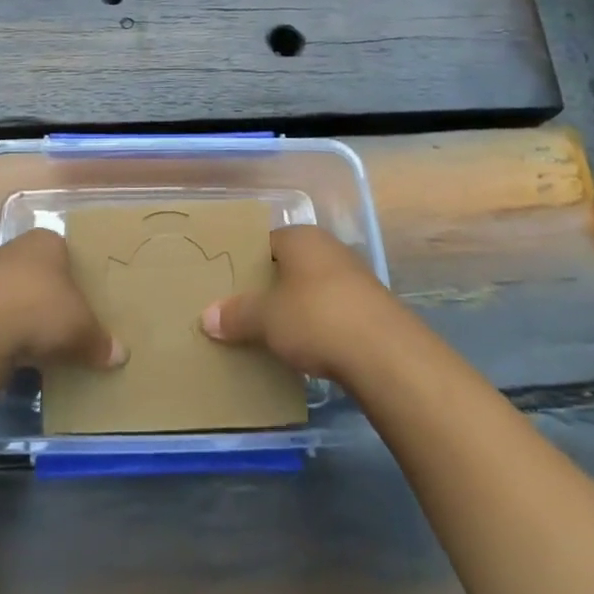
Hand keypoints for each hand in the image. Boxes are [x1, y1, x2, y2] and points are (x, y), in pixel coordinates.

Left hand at [0, 228, 126, 371]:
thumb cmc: (39, 308)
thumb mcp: (81, 327)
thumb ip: (100, 340)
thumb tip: (120, 355)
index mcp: (47, 241)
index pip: (69, 253)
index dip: (81, 277)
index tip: (91, 302)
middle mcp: (17, 250)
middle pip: (44, 276)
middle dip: (55, 300)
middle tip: (74, 326)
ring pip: (20, 299)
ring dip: (31, 321)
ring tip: (50, 347)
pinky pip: (1, 322)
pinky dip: (11, 337)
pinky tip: (22, 357)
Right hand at [200, 224, 402, 379]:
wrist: (386, 354)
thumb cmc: (316, 318)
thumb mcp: (267, 319)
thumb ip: (237, 315)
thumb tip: (207, 316)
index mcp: (301, 238)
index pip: (265, 241)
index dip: (246, 262)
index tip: (226, 285)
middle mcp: (328, 249)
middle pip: (289, 265)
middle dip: (268, 287)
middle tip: (242, 311)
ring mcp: (353, 278)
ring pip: (311, 289)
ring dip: (294, 309)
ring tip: (269, 334)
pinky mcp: (370, 310)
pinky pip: (331, 312)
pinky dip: (317, 326)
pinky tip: (305, 350)